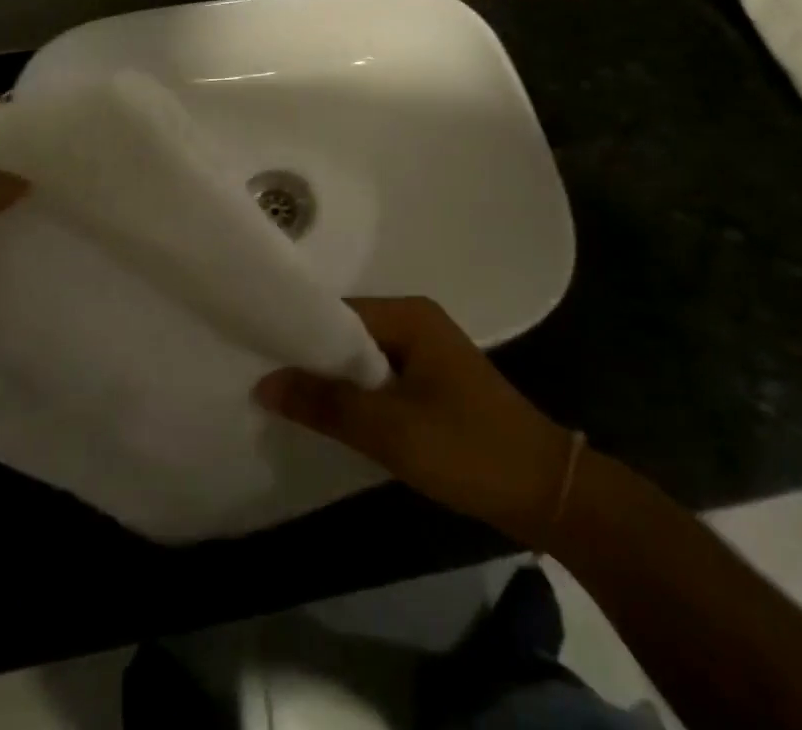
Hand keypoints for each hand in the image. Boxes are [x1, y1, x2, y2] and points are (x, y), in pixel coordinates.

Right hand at [255, 297, 574, 544]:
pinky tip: (333, 420)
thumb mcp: (390, 429)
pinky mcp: (433, 385)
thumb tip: (263, 382)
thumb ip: (326, 403)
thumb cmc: (467, 448)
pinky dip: (358, 398)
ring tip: (288, 403)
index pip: (338, 312)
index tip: (256, 353)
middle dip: (313, 360)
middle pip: (349, 334)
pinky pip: (382, 380)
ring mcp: (427, 354)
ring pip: (364, 360)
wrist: (545, 491)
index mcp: (410, 315)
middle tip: (265, 383)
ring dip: (334, 383)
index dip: (298, 333)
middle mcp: (416, 322)